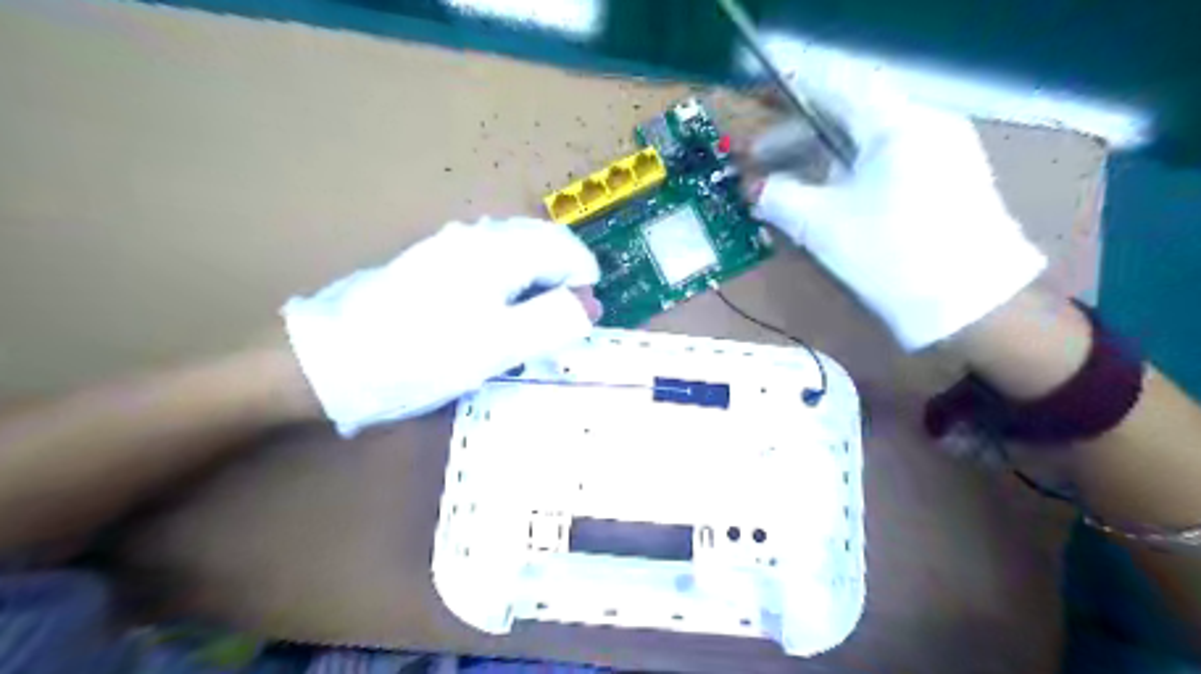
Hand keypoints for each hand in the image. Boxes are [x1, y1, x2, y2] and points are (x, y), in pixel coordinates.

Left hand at [281, 215, 599, 437]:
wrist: (332, 359)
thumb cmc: (423, 354)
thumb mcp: (498, 345)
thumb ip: (553, 320)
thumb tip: (590, 303)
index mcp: (499, 249)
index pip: (565, 248)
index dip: (583, 283)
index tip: (579, 321)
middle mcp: (478, 235)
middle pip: (542, 243)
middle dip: (561, 280)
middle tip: (557, 325)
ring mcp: (452, 244)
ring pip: (517, 251)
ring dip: (536, 281)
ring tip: (531, 323)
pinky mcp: (434, 261)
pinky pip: (491, 260)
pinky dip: (510, 283)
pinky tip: (495, 313)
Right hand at [753, 65, 1047, 350]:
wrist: (969, 305)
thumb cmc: (890, 254)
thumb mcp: (822, 225)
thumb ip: (778, 197)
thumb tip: (751, 188)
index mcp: (897, 123)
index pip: (836, 86)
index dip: (790, 95)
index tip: (755, 110)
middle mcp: (924, 124)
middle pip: (849, 115)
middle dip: (798, 137)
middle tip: (759, 161)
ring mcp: (939, 151)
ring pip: (865, 142)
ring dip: (820, 158)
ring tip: (784, 184)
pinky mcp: (943, 179)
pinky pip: (885, 162)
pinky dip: (847, 173)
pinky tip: (824, 197)